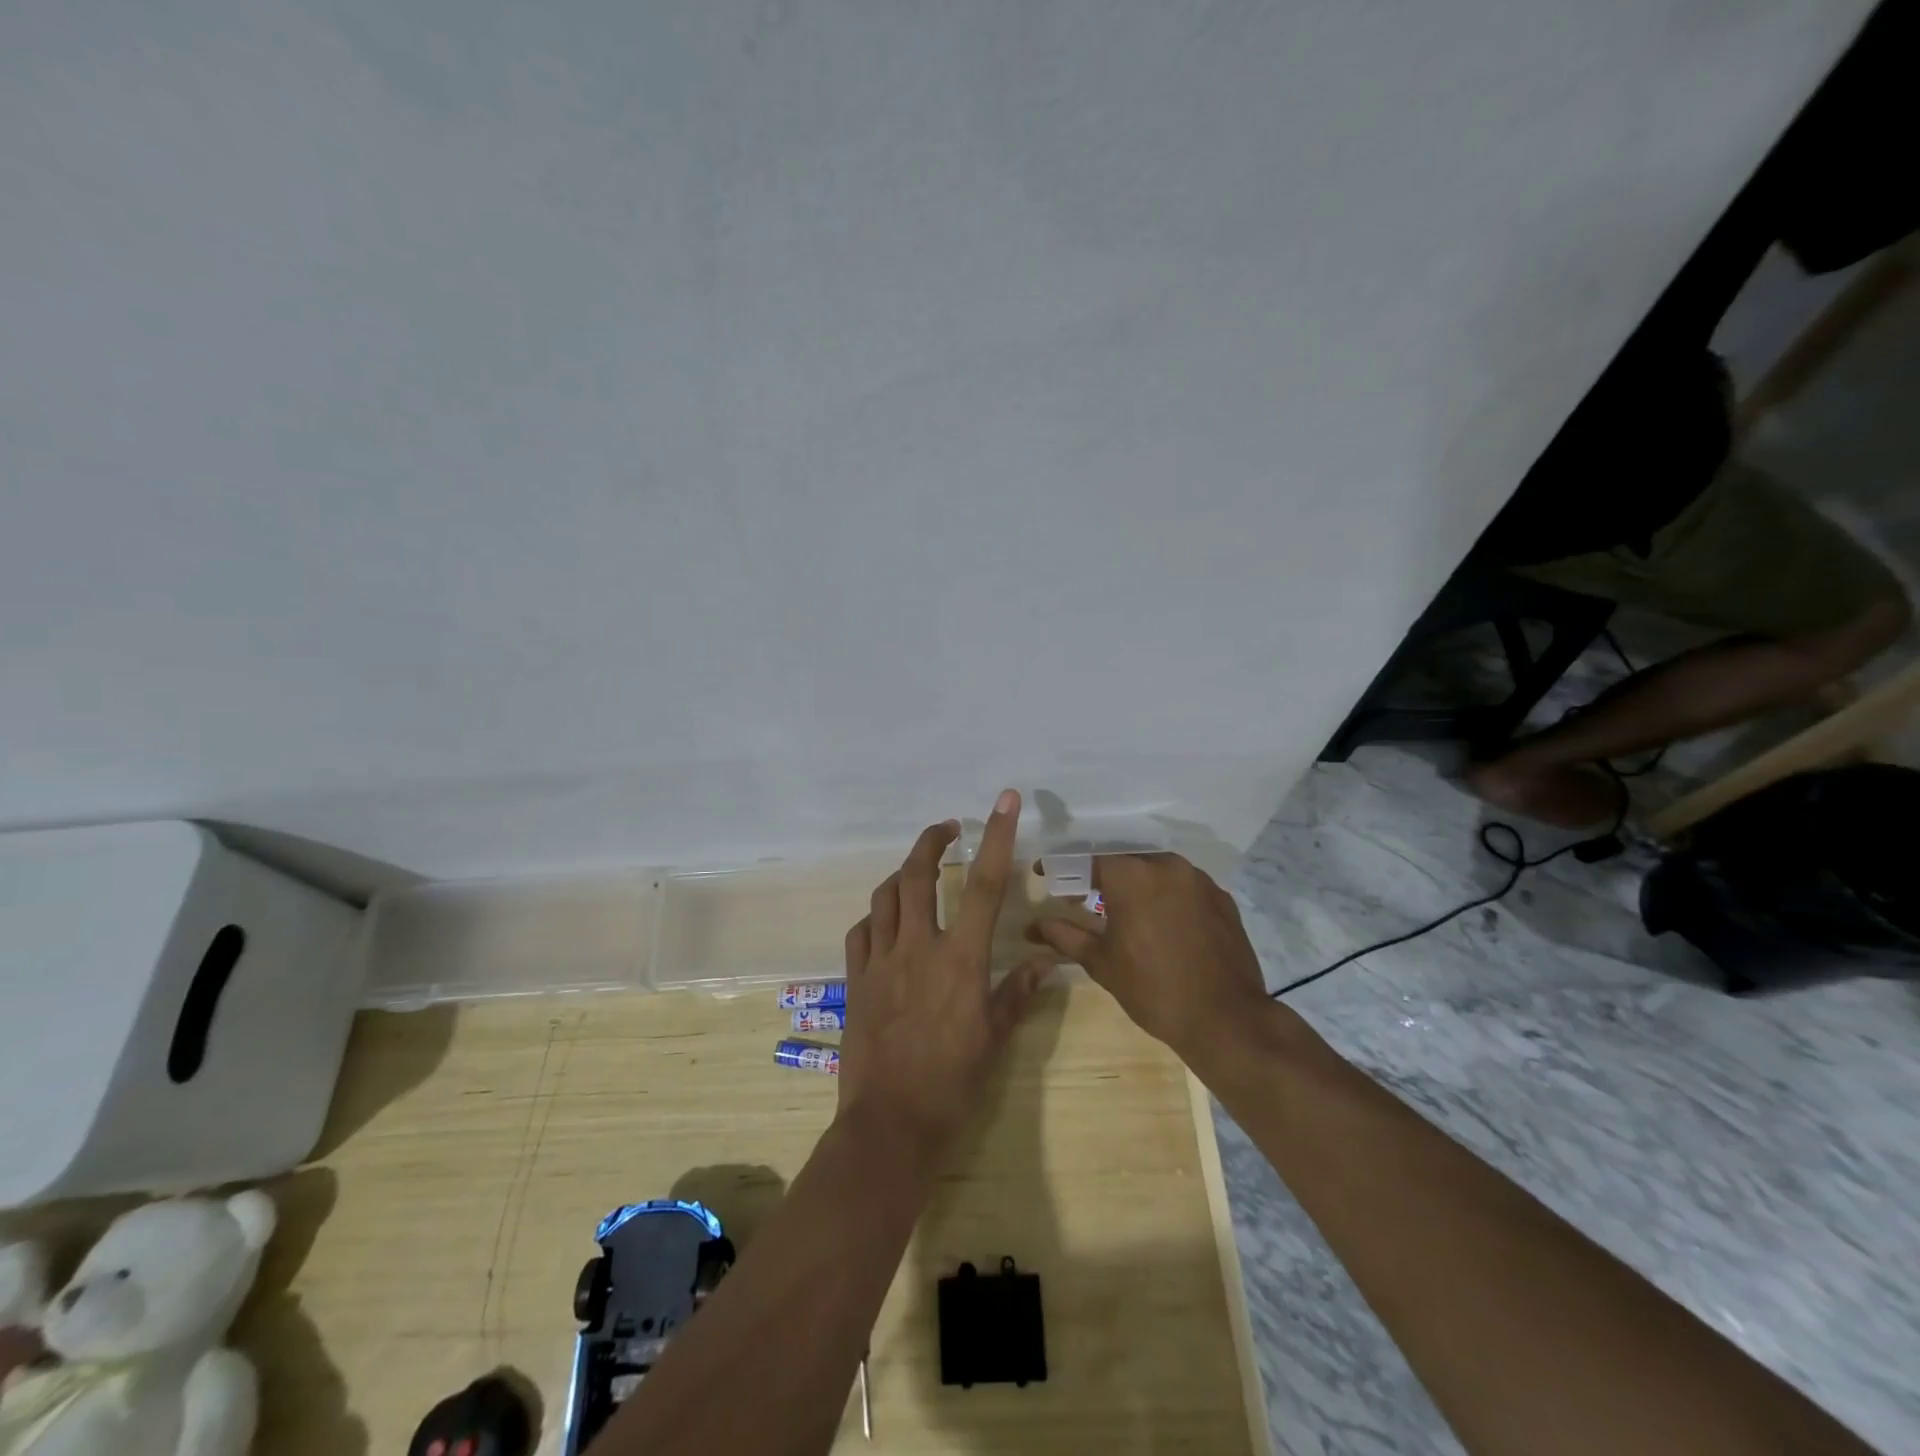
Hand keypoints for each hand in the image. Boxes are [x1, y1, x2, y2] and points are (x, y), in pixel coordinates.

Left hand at [837, 790, 1051, 1154]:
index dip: (997, 838)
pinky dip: (875, 916)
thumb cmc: (953, 1083)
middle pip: (917, 875)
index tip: (1004, 801)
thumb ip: (1018, 992)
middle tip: (947, 830)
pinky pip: (861, 931)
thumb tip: (1046, 961)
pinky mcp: (856, 979)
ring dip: (901, 872)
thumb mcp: (995, 1038)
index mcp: (960, 959)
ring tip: (917, 869)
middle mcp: (918, 948)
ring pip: (884, 896)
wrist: (891, 1125)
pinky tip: (885, 921)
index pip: (986, 885)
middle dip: (931, 842)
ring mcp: (881, 961)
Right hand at [1027, 854, 1268, 1061]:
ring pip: (1156, 871)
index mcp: (1133, 875)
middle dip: (1101, 877)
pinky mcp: (1222, 898)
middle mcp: (1167, 865)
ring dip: (1136, 885)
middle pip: (1124, 861)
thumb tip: (1033, 926)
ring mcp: (1200, 880)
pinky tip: (1161, 924)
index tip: (1049, 877)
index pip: (1088, 858)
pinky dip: (1165, 897)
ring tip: (1123, 912)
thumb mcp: (1101, 962)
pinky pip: (1184, 886)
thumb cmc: (1153, 989)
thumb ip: (1065, 935)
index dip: (1065, 868)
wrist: (1226, 1020)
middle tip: (1084, 898)